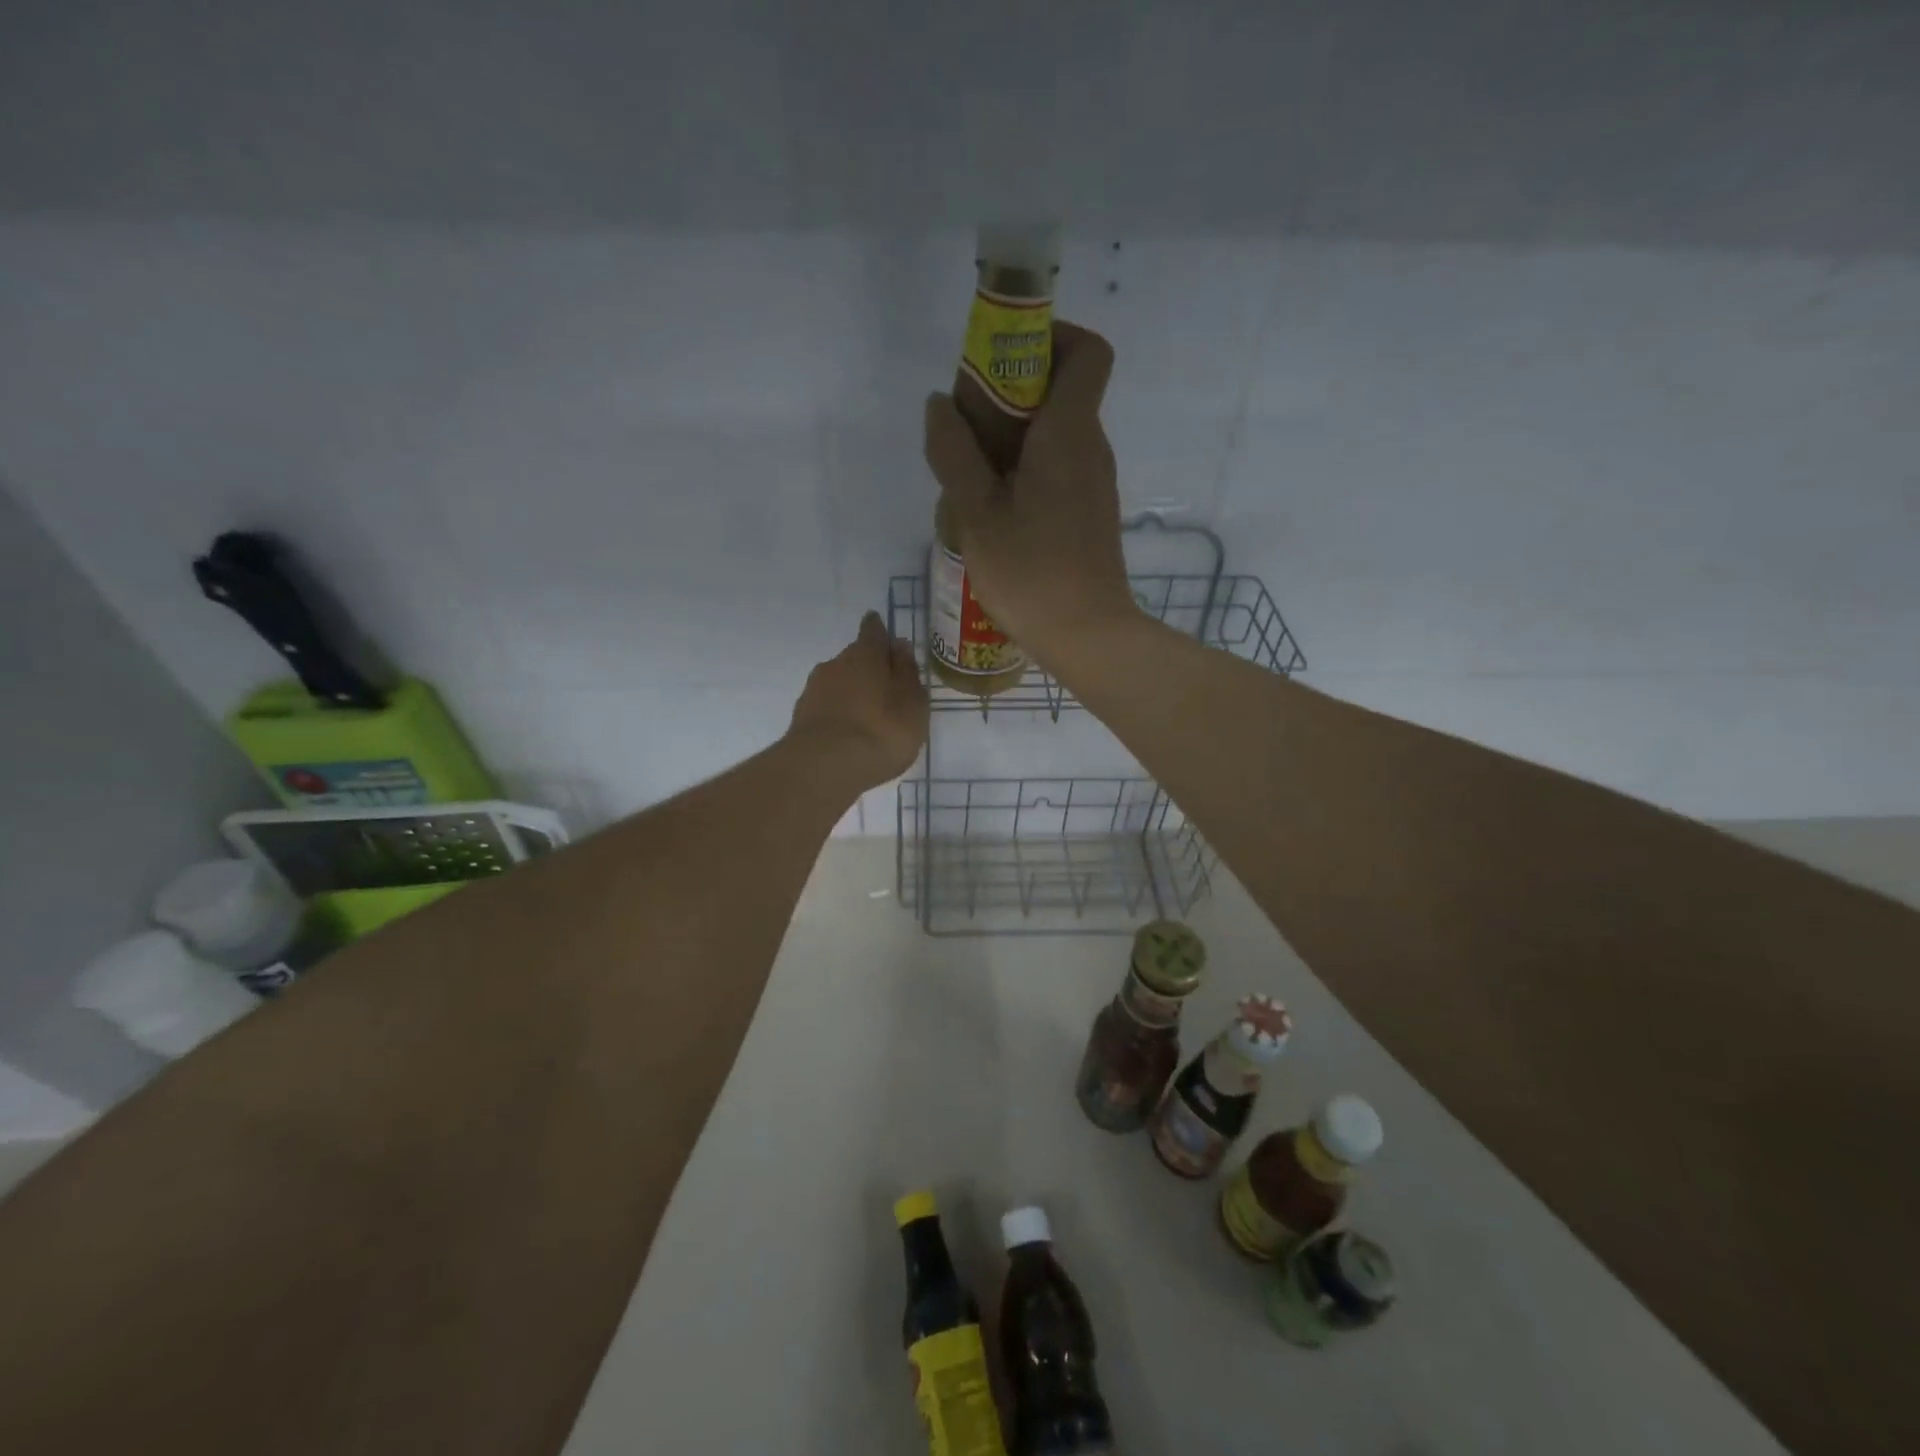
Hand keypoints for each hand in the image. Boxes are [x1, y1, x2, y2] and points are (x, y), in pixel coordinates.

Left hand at [787, 612, 928, 788]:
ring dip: (852, 692)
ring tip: (868, 714)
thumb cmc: (881, 730)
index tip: (881, 629)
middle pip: (854, 658)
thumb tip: (899, 645)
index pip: (873, 631)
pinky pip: (826, 707)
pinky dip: (838, 713)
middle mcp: (835, 664)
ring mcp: (813, 690)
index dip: (879, 630)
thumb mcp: (912, 703)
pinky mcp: (801, 717)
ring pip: (838, 683)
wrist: (825, 766)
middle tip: (885, 685)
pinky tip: (848, 731)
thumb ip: (907, 673)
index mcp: (865, 654)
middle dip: (868, 667)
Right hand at [923, 321, 1136, 663]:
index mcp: (1070, 433)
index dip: (1049, 336)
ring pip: (1056, 433)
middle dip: (1011, 390)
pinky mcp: (1089, 513)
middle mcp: (1091, 448)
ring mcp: (1094, 483)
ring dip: (1013, 436)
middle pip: (1062, 389)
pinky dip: (1026, 468)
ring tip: (968, 472)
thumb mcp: (977, 513)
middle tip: (963, 424)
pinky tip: (992, 506)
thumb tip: (938, 405)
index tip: (1001, 359)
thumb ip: (954, 453)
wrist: (1087, 636)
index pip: (1087, 350)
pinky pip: (1058, 468)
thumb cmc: (1031, 573)